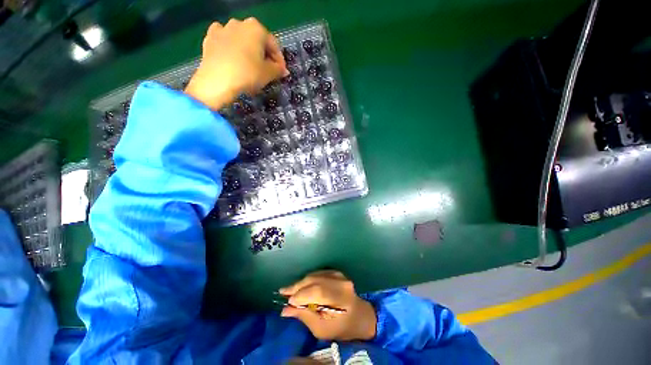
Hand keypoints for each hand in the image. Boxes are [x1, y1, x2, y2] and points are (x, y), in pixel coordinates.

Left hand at [185, 18, 288, 109]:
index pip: (273, 45)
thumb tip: (283, 70)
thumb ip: (278, 70)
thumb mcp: (268, 74)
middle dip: (263, 55)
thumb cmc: (248, 74)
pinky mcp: (209, 38)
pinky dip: (230, 48)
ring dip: (247, 51)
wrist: (217, 81)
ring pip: (240, 40)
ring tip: (249, 67)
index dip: (279, 60)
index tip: (281, 73)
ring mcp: (222, 28)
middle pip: (257, 41)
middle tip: (267, 71)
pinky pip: (225, 41)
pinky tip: (232, 58)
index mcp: (256, 28)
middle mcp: (239, 23)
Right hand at [279, 271, 376, 340]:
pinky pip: (318, 273)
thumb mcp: (322, 329)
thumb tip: (285, 309)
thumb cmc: (342, 327)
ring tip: (289, 289)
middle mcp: (340, 282)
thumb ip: (305, 316)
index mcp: (340, 297)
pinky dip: (308, 279)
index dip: (300, 295)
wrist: (360, 315)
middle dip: (297, 286)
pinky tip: (301, 285)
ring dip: (301, 282)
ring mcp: (339, 275)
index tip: (287, 301)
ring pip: (315, 275)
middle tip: (283, 292)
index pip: (317, 292)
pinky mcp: (336, 272)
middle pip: (314, 280)